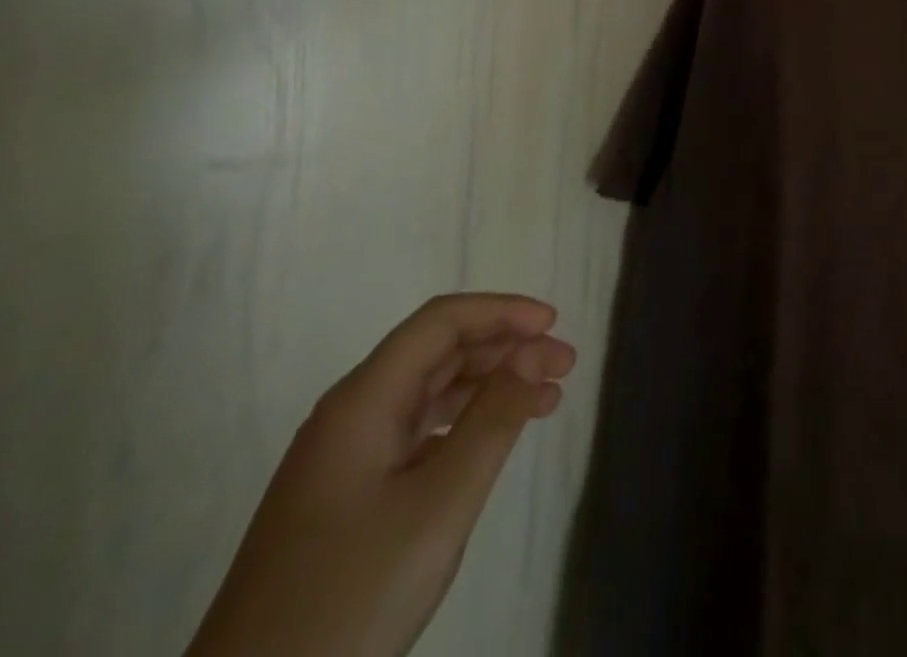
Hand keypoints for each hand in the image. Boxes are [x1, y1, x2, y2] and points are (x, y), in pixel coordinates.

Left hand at [188, 294, 576, 656]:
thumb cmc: (352, 595)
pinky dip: (462, 424)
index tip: (555, 324)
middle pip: (436, 352)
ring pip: (428, 393)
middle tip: (564, 365)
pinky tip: (492, 441)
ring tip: (546, 399)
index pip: (441, 322)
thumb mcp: (441, 503)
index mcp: (362, 400)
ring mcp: (342, 459)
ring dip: (489, 385)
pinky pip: (414, 434)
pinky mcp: (343, 499)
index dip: (502, 311)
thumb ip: (494, 417)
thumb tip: (535, 351)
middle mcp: (349, 414)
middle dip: (505, 347)